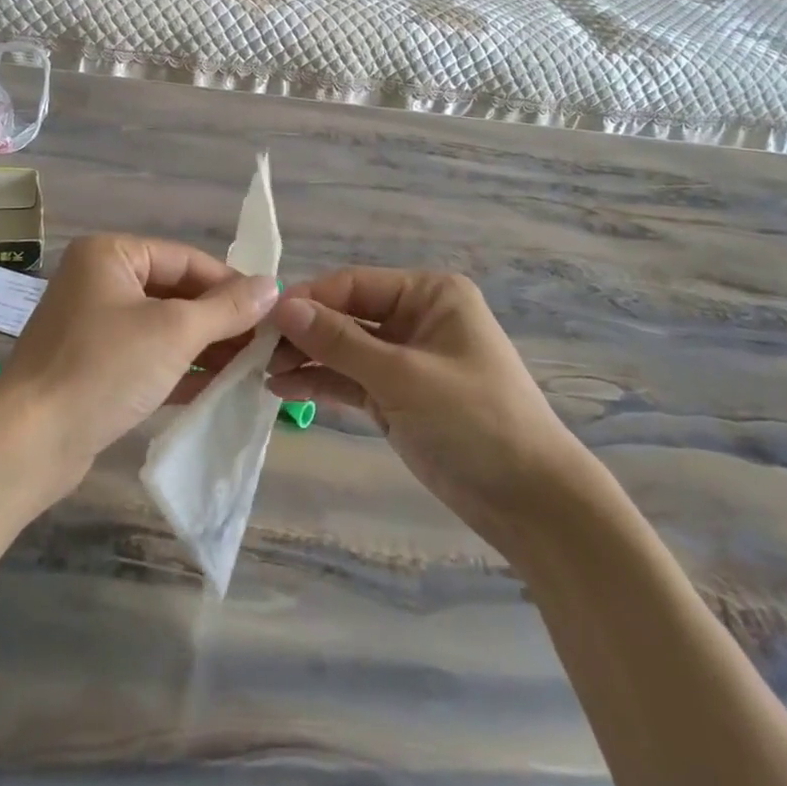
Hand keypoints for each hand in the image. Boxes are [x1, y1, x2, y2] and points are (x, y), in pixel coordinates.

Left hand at [0, 234, 278, 489]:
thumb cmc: (104, 369)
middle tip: (265, 343)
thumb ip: (227, 308)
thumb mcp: (175, 332)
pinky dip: (180, 367)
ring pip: (163, 326)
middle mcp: (99, 281)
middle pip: (175, 292)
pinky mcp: (93, 365)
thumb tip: (272, 285)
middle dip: (219, 319)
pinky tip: (218, 385)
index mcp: (110, 255)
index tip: (273, 310)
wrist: (30, 442)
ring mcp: (93, 325)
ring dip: (205, 345)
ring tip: (250, 366)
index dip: (231, 284)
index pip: (186, 259)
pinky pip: (147, 355)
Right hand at [268, 269, 584, 541]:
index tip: (262, 319)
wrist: (530, 501)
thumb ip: (340, 341)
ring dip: (306, 358)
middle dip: (304, 332)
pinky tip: (282, 388)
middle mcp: (416, 317)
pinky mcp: (397, 396)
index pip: (354, 284)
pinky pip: (351, 380)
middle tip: (256, 351)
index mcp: (430, 295)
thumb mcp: (403, 376)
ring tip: (261, 372)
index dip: (308, 299)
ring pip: (344, 349)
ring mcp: (405, 359)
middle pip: (346, 314)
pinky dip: (321, 383)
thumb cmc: (475, 420)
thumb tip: (282, 307)